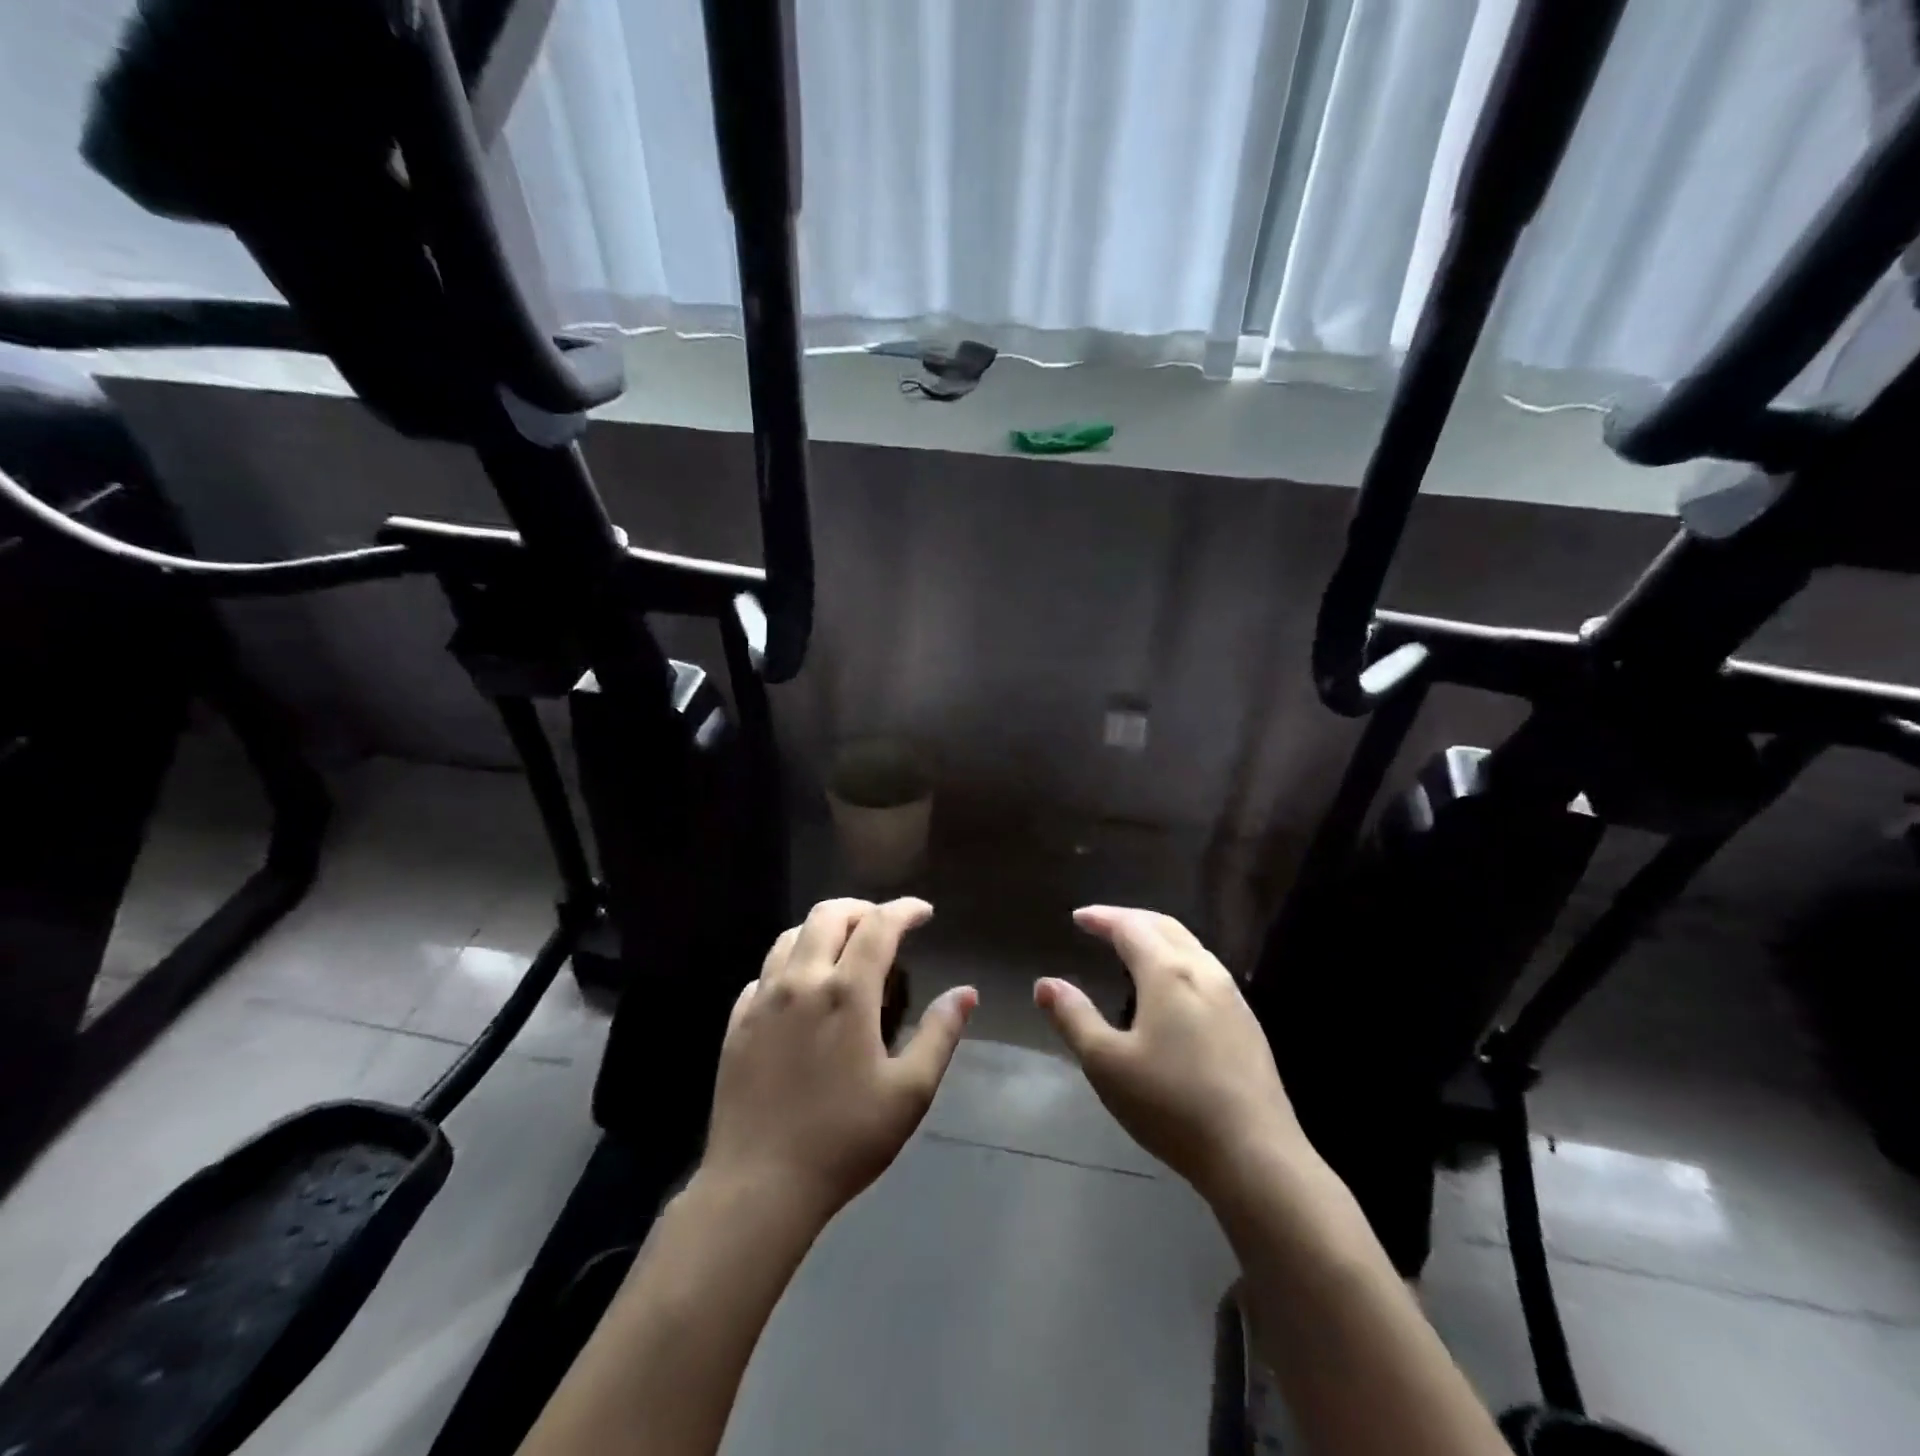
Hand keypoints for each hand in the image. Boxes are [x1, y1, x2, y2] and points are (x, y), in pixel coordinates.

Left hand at [701, 898, 975, 1225]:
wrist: (758, 1186)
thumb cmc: (844, 1140)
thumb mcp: (909, 1093)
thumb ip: (940, 1035)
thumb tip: (966, 993)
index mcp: (847, 992)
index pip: (879, 926)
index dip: (905, 910)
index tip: (923, 912)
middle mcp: (802, 981)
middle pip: (829, 914)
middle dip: (862, 909)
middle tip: (885, 925)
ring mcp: (763, 999)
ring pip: (791, 936)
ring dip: (823, 929)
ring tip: (844, 948)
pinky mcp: (737, 1022)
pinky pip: (765, 972)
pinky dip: (791, 962)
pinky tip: (802, 988)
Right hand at [1035, 906, 1310, 1202]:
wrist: (1256, 1155)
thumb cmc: (1172, 1105)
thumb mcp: (1106, 1064)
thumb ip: (1074, 1018)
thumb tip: (1045, 983)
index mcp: (1167, 973)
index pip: (1130, 927)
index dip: (1102, 918)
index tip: (1078, 917)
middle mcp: (1203, 971)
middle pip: (1164, 927)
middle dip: (1130, 919)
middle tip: (1102, 924)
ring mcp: (1231, 996)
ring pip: (1190, 946)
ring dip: (1157, 936)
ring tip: (1134, 948)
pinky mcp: (1247, 1023)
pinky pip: (1206, 969)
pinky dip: (1178, 958)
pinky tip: (1173, 987)